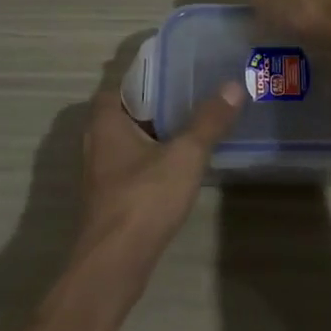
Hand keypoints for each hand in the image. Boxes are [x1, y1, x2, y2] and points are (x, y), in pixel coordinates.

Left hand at [68, 80, 244, 304]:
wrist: (115, 262)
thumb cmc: (144, 199)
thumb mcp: (185, 155)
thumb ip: (209, 121)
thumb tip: (233, 85)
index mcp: (106, 122)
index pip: (118, 84)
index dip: (144, 73)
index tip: (174, 68)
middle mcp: (97, 142)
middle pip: (125, 111)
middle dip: (155, 102)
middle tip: (191, 91)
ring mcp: (101, 173)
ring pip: (129, 140)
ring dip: (155, 131)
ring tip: (192, 122)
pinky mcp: (111, 197)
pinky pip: (133, 164)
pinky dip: (153, 157)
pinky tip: (180, 162)